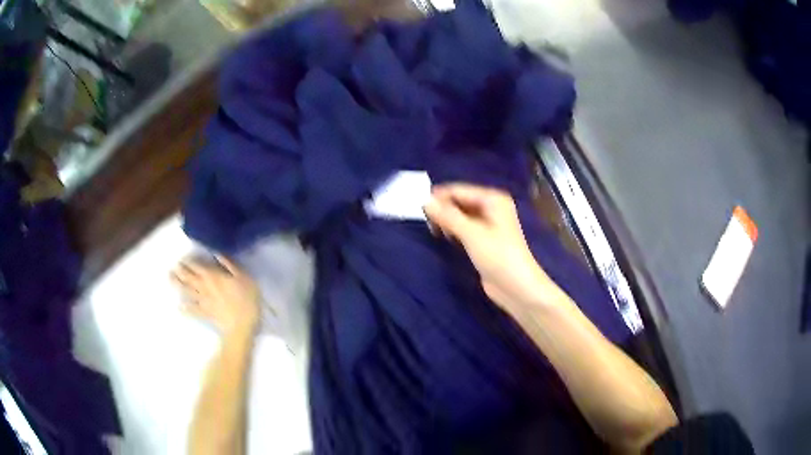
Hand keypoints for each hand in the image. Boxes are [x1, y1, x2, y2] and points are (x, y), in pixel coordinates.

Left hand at [172, 256, 260, 336]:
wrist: (242, 325)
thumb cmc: (246, 299)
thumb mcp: (243, 276)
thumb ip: (229, 264)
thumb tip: (218, 254)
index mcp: (213, 276)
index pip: (197, 266)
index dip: (189, 262)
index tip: (183, 259)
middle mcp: (204, 287)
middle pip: (189, 277)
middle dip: (180, 271)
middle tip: (174, 267)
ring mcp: (203, 301)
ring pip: (187, 291)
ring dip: (178, 285)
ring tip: (171, 279)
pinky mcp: (205, 314)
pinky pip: (192, 310)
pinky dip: (185, 309)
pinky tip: (179, 307)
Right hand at [424, 183, 554, 310]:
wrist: (516, 286)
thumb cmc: (498, 256)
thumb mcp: (471, 233)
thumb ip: (447, 216)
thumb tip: (425, 201)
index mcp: (493, 199)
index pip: (460, 190)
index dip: (439, 196)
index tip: (417, 204)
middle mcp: (491, 207)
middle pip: (460, 201)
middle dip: (442, 208)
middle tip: (424, 219)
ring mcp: (488, 224)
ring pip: (460, 215)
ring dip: (446, 219)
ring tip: (432, 229)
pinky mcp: (483, 239)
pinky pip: (464, 228)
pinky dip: (453, 230)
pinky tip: (443, 236)